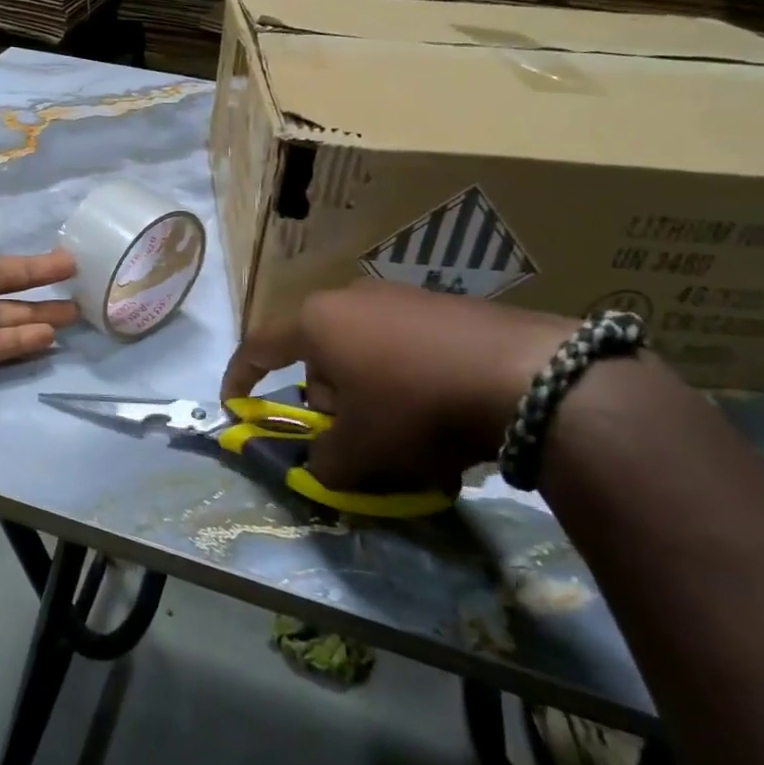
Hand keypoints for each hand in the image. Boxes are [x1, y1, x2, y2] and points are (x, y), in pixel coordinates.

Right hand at [220, 281, 577, 496]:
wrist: (528, 376)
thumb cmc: (416, 407)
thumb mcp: (359, 452)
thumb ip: (323, 464)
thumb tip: (322, 466)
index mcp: (317, 323)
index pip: (259, 347)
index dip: (240, 378)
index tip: (234, 406)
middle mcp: (351, 298)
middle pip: (318, 356)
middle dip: (326, 401)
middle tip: (350, 440)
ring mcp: (401, 297)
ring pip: (363, 354)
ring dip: (368, 395)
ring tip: (405, 438)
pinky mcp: (445, 306)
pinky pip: (405, 349)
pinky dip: (406, 383)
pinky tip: (440, 416)